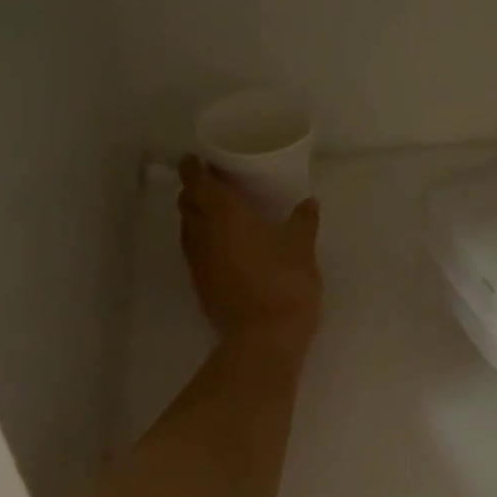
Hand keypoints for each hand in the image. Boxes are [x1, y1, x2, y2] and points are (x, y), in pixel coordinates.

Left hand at [178, 156, 322, 349]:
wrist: (264, 337)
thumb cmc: (284, 281)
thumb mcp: (301, 246)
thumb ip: (303, 220)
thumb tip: (309, 202)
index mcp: (224, 214)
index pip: (197, 181)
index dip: (194, 167)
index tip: (199, 159)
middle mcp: (202, 233)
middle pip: (186, 203)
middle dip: (194, 189)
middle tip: (214, 182)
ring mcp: (198, 261)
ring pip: (188, 228)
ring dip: (197, 215)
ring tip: (219, 211)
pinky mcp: (200, 284)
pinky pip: (195, 250)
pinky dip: (203, 239)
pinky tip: (225, 244)